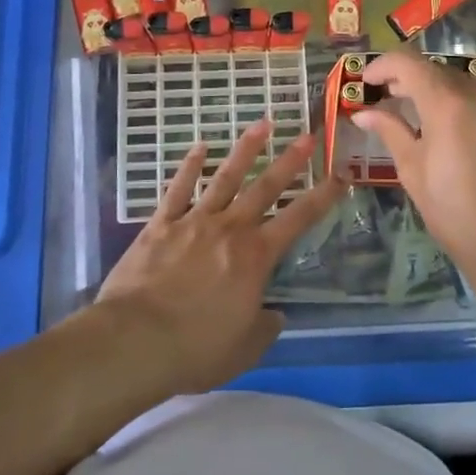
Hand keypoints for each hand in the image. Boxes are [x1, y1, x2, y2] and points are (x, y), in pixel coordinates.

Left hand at [98, 118, 344, 394]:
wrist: (135, 340)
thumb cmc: (196, 348)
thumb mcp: (244, 349)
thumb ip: (264, 328)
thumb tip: (273, 314)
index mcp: (256, 257)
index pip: (299, 219)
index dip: (323, 196)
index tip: (340, 175)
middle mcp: (230, 229)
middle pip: (265, 187)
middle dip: (289, 161)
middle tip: (307, 135)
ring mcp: (193, 221)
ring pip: (225, 178)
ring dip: (245, 150)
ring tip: (261, 124)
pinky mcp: (160, 225)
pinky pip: (178, 189)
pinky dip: (189, 166)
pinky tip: (199, 147)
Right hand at [354, 52, 475, 322]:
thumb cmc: (458, 216)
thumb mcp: (414, 173)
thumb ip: (391, 131)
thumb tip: (364, 113)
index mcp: (447, 104)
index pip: (408, 63)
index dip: (384, 66)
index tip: (372, 81)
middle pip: (443, 75)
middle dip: (419, 86)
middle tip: (402, 105)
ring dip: (458, 102)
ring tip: (452, 133)